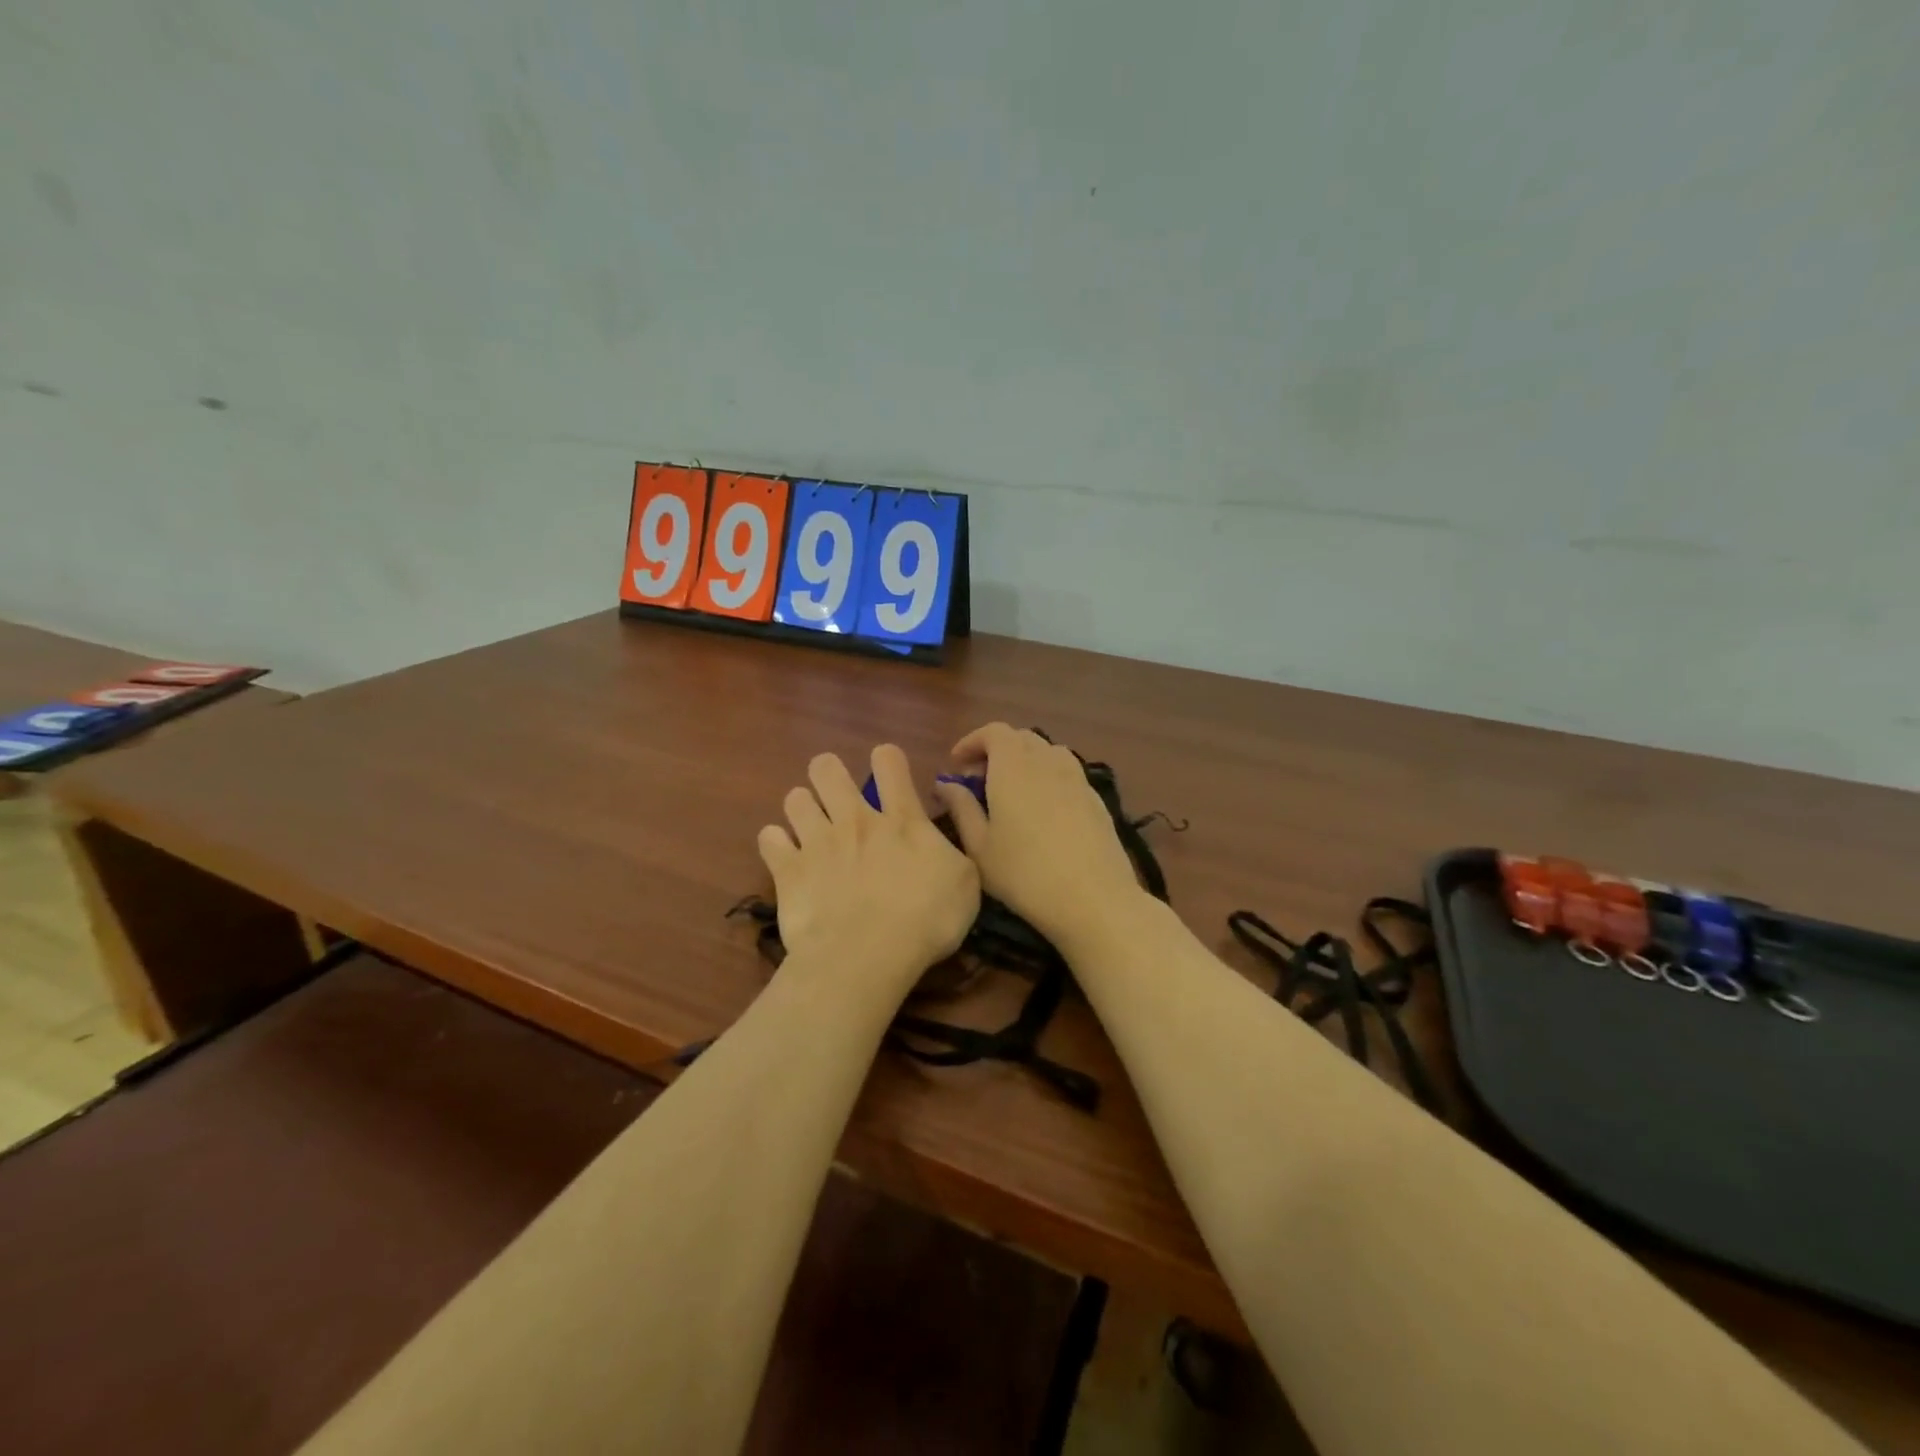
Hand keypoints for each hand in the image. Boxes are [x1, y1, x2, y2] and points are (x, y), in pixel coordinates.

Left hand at [759, 745, 979, 995]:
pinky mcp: (788, 870)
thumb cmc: (925, 921)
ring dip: (802, 808)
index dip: (887, 759)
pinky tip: (786, 857)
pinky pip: (769, 839)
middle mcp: (854, 819)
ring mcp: (816, 842)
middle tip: (837, 797)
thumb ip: (953, 851)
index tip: (889, 773)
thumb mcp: (966, 884)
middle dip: (829, 773)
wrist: (865, 957)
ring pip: (795, 798)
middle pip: (827, 768)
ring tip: (810, 828)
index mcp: (900, 820)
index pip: (889, 761)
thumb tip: (939, 836)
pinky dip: (775, 844)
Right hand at [935, 724, 1145, 947]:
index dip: (972, 741)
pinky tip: (1042, 811)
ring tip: (1011, 793)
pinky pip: (1067, 772)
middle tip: (979, 782)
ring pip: (1047, 752)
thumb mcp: (980, 847)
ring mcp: (1077, 778)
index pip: (994, 732)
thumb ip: (961, 808)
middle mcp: (1047, 762)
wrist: (1093, 899)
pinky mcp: (1096, 798)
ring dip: (1024, 762)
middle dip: (996, 751)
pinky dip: (1047, 778)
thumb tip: (947, 785)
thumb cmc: (1025, 874)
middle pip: (1021, 738)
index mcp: (1014, 767)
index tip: (957, 764)